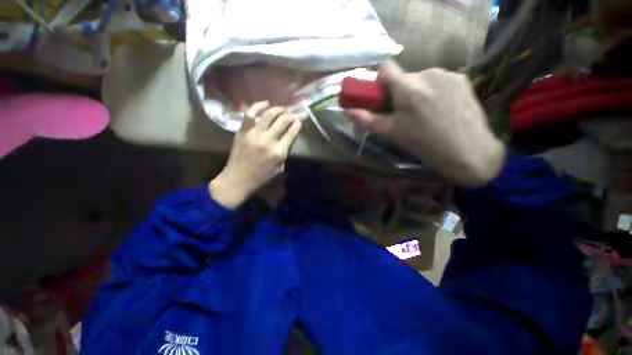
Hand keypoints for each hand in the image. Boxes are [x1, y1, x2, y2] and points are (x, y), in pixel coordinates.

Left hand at [209, 102, 302, 208]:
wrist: (238, 178)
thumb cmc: (262, 176)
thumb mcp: (280, 167)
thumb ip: (285, 151)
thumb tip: (288, 136)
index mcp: (279, 152)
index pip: (292, 132)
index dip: (298, 123)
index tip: (301, 117)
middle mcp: (268, 140)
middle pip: (283, 121)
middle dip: (291, 114)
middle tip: (294, 111)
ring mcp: (254, 134)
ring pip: (269, 114)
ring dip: (278, 109)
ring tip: (282, 108)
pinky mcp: (243, 131)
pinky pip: (250, 114)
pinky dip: (258, 106)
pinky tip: (266, 103)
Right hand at [347, 60, 505, 186]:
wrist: (468, 151)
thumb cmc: (424, 143)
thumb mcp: (392, 132)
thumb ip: (368, 119)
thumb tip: (347, 112)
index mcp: (408, 88)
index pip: (386, 67)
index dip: (380, 80)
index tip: (383, 97)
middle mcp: (428, 73)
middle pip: (404, 76)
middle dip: (400, 92)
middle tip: (405, 113)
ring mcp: (448, 74)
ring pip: (422, 78)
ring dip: (417, 91)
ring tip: (425, 113)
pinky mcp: (462, 78)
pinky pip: (439, 80)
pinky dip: (434, 91)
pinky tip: (442, 108)